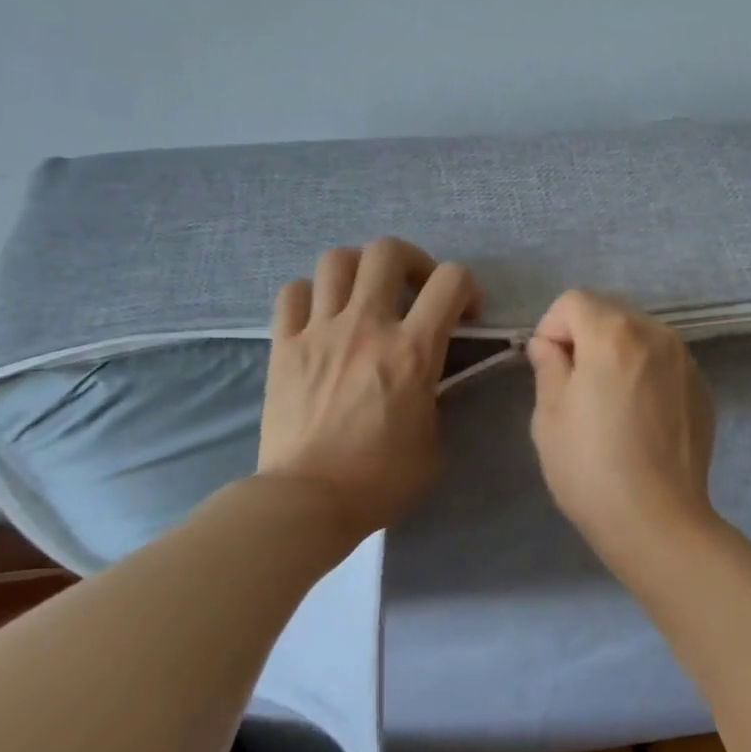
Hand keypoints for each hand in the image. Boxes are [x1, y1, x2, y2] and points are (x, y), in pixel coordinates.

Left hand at [258, 238, 480, 548]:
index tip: (465, 315)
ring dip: (359, 269)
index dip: (467, 287)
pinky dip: (310, 294)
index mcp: (413, 350)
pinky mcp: (283, 345)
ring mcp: (319, 331)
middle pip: (387, 251)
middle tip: (414, 290)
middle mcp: (367, 325)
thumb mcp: (434, 442)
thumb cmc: (380, 480)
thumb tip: (430, 380)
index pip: (451, 281)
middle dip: (411, 261)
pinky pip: (292, 292)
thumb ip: (437, 399)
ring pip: (336, 260)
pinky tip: (319, 316)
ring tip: (364, 295)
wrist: (308, 500)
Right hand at [526, 291, 718, 562]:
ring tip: (609, 402)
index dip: (552, 328)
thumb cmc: (591, 468)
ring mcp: (685, 360)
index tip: (549, 368)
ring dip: (617, 352)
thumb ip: (548, 366)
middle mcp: (656, 334)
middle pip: (609, 311)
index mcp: (613, 334)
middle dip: (585, 335)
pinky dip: (645, 372)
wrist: (658, 521)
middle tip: (575, 385)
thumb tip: (549, 345)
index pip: (573, 301)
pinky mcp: (701, 387)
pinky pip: (664, 361)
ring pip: (639, 334)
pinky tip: (639, 417)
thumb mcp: (549, 415)